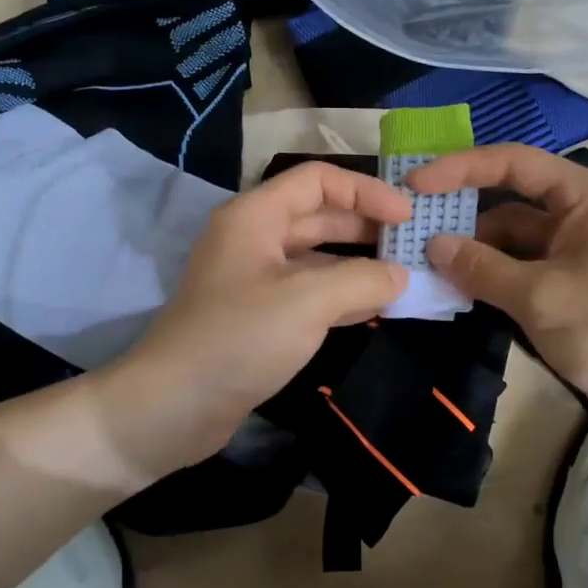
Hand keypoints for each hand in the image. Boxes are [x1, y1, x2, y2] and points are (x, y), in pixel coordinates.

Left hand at [95, 161, 409, 478]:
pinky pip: (308, 293)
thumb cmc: (239, 338)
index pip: (318, 181)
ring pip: (316, 258)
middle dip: (366, 227)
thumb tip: (400, 275)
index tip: (407, 216)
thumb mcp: (308, 301)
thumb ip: (362, 280)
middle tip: (413, 245)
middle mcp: (254, 239)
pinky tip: (374, 308)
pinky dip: (341, 295)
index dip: (366, 191)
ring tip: (403, 276)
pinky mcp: (258, 316)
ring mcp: (254, 280)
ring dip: (357, 264)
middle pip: (318, 217)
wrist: (174, 406)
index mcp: (256, 216)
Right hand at [411, 144, 587, 440]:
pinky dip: (488, 275)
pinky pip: (519, 268)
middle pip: (509, 200)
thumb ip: (483, 268)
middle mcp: (580, 214)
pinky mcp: (568, 284)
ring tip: (421, 262)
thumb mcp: (542, 298)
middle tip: (409, 226)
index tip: (415, 185)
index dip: (461, 168)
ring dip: (471, 250)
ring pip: (510, 239)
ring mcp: (574, 251)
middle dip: (461, 214)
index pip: (515, 163)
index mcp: (587, 197)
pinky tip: (454, 286)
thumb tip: (432, 245)